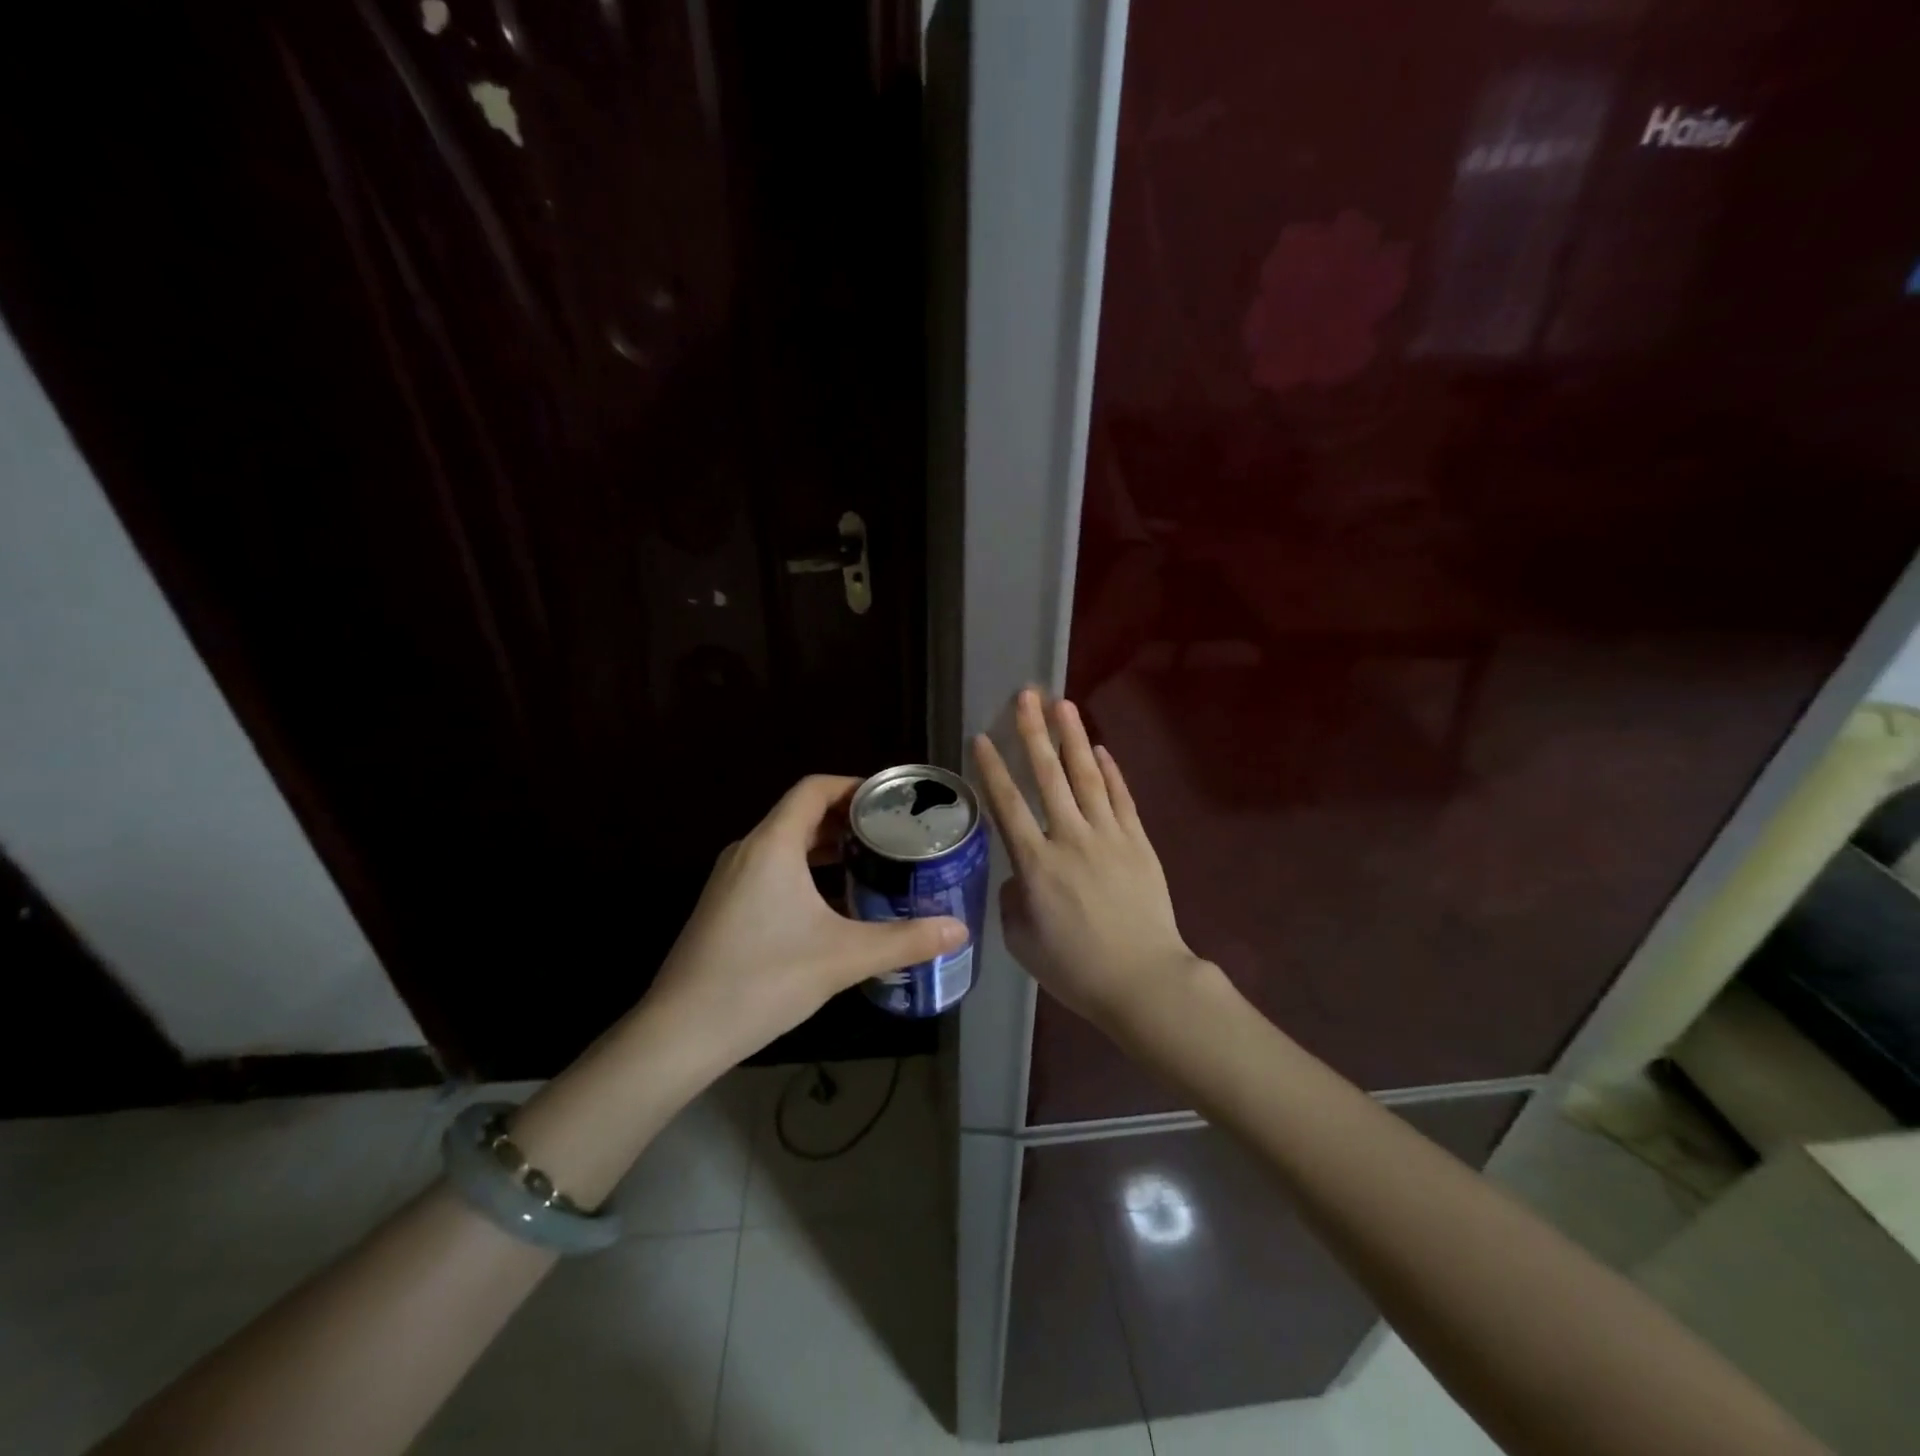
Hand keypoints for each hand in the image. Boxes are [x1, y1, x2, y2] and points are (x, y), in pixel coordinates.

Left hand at [643, 774, 969, 1067]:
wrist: (681, 1033)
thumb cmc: (763, 979)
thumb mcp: (843, 957)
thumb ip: (905, 940)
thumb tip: (959, 930)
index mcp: (772, 844)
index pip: (815, 788)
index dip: (854, 785)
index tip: (892, 799)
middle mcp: (748, 850)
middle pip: (802, 814)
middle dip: (848, 819)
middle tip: (894, 834)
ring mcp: (731, 879)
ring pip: (786, 844)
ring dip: (827, 847)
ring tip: (872, 863)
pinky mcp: (725, 906)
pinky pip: (773, 870)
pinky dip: (807, 872)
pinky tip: (835, 904)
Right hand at [972, 689, 1201, 1032]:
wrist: (1142, 980)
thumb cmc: (1076, 968)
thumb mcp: (1023, 942)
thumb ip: (1013, 901)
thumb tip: (1018, 877)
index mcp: (1036, 864)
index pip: (1008, 805)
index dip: (993, 768)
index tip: (981, 737)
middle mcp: (1070, 838)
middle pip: (1049, 776)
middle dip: (1034, 732)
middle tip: (1026, 695)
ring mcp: (1109, 836)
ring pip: (1087, 776)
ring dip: (1073, 738)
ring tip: (1062, 704)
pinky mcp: (1138, 842)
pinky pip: (1122, 798)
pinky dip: (1111, 771)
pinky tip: (1100, 749)